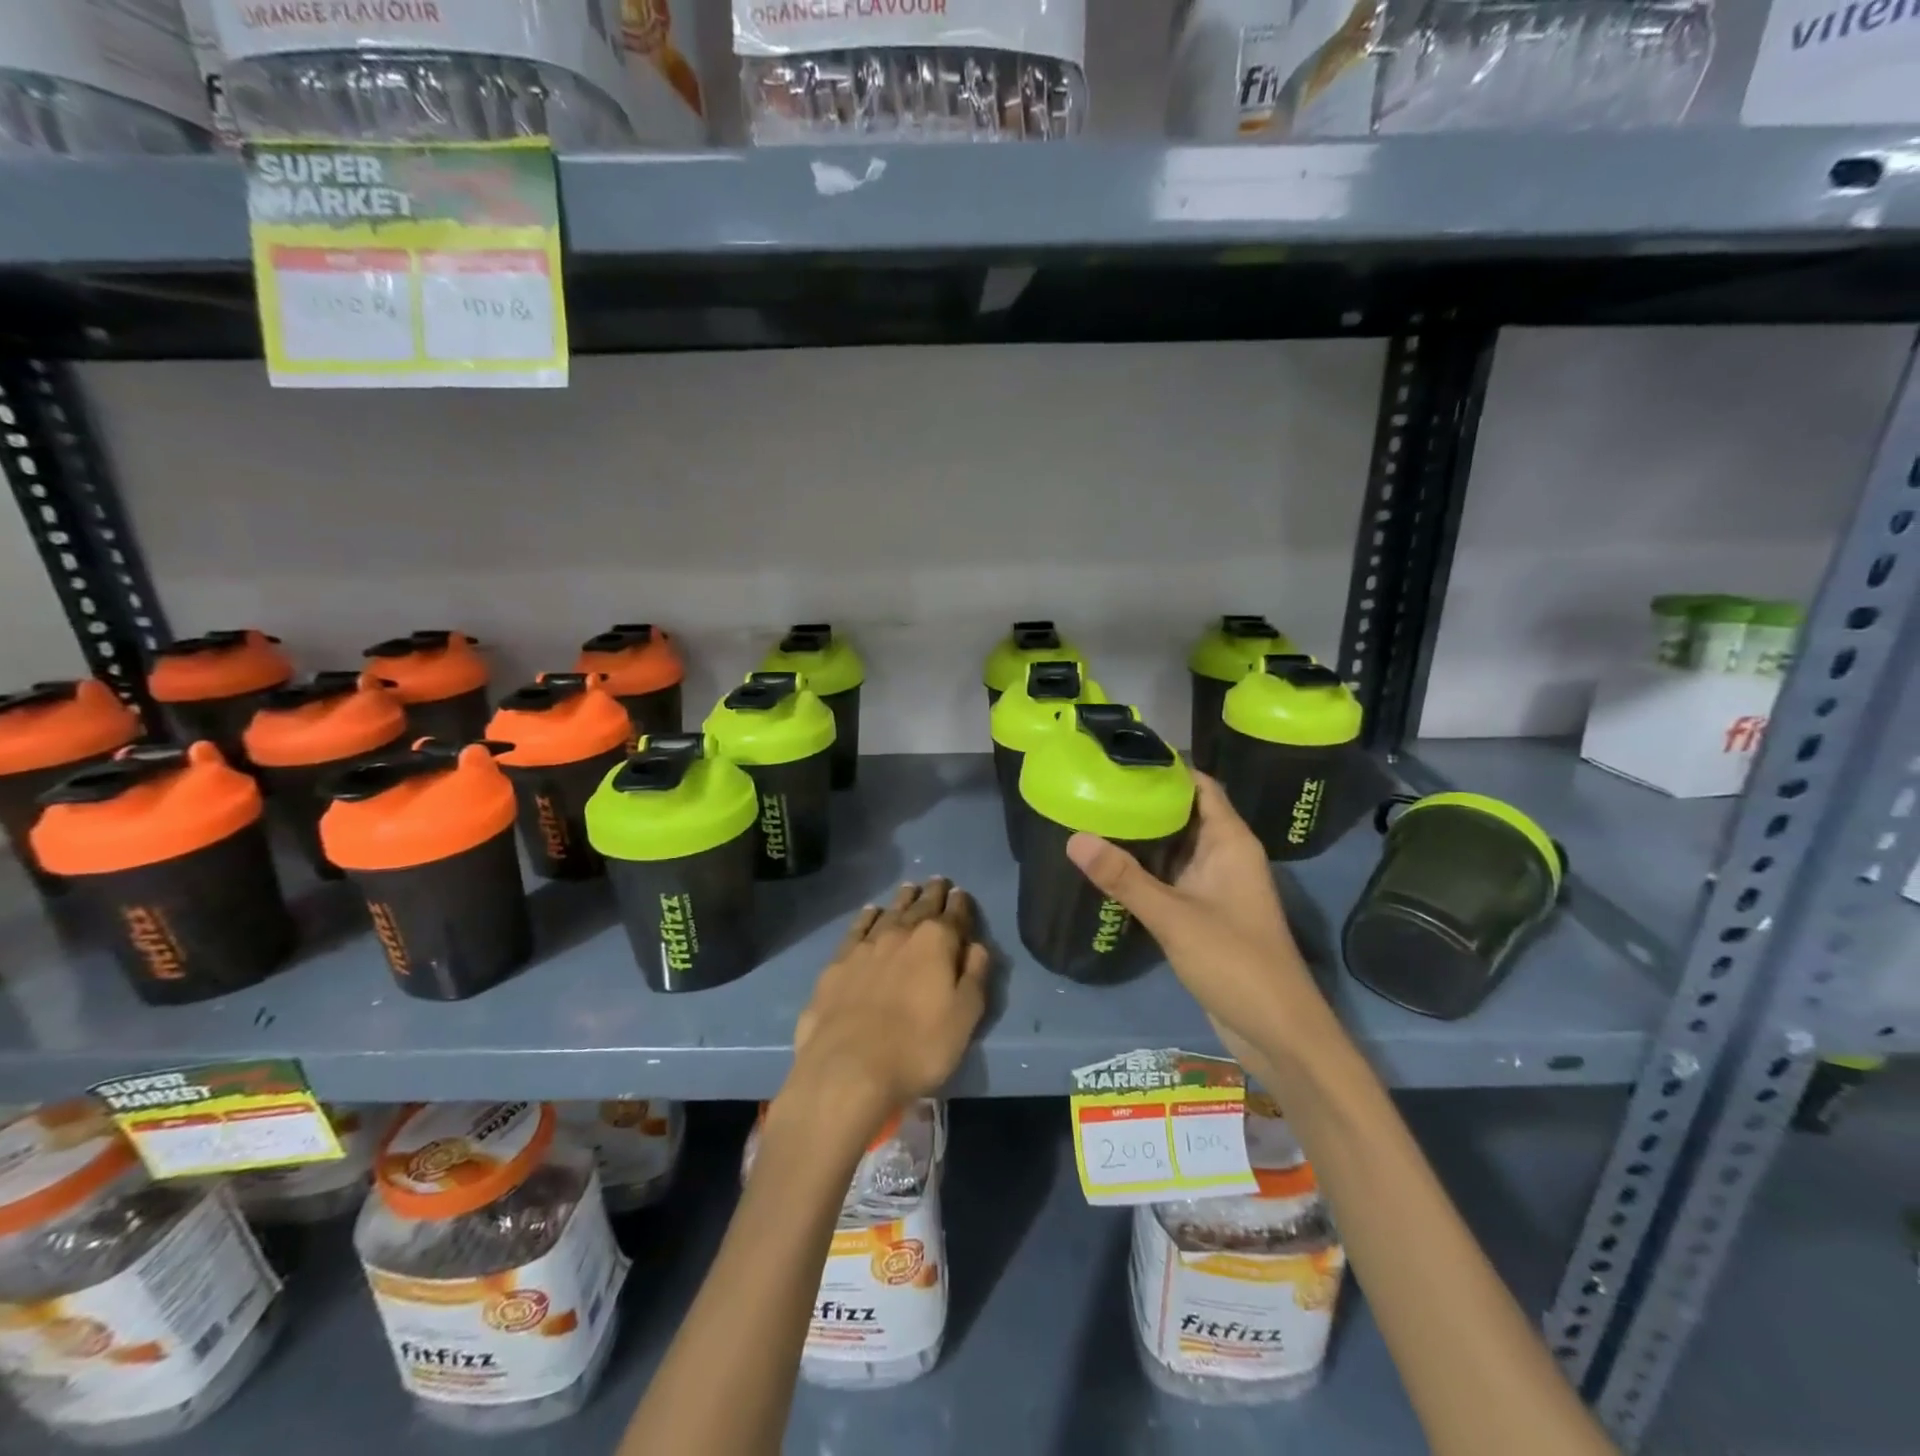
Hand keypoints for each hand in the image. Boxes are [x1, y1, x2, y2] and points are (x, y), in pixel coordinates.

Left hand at [782, 879, 989, 1139]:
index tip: (961, 893)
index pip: (954, 914)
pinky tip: (871, 912)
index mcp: (936, 942)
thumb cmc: (918, 1047)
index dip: (961, 903)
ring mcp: (865, 945)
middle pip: (921, 906)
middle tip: (938, 882)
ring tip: (910, 889)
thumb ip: (974, 976)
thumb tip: (977, 946)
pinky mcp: (837, 963)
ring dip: (903, 899)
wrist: (847, 1068)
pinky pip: (858, 928)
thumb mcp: (964, 1017)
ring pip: (889, 912)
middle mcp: (901, 933)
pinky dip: (868, 916)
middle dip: (933, 893)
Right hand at [1066, 773, 1320, 1067]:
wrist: (1278, 1031)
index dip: (1167, 767)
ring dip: (1141, 836)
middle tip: (1093, 785)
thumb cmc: (1235, 961)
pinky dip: (1144, 868)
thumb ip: (1123, 878)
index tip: (1120, 757)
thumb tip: (1073, 837)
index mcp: (1230, 842)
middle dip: (1144, 799)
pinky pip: (1170, 878)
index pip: (1200, 786)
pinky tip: (1108, 867)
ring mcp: (1214, 886)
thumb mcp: (1174, 916)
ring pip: (1174, 848)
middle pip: (1183, 813)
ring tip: (1092, 816)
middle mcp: (1224, 856)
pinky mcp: (1203, 913)